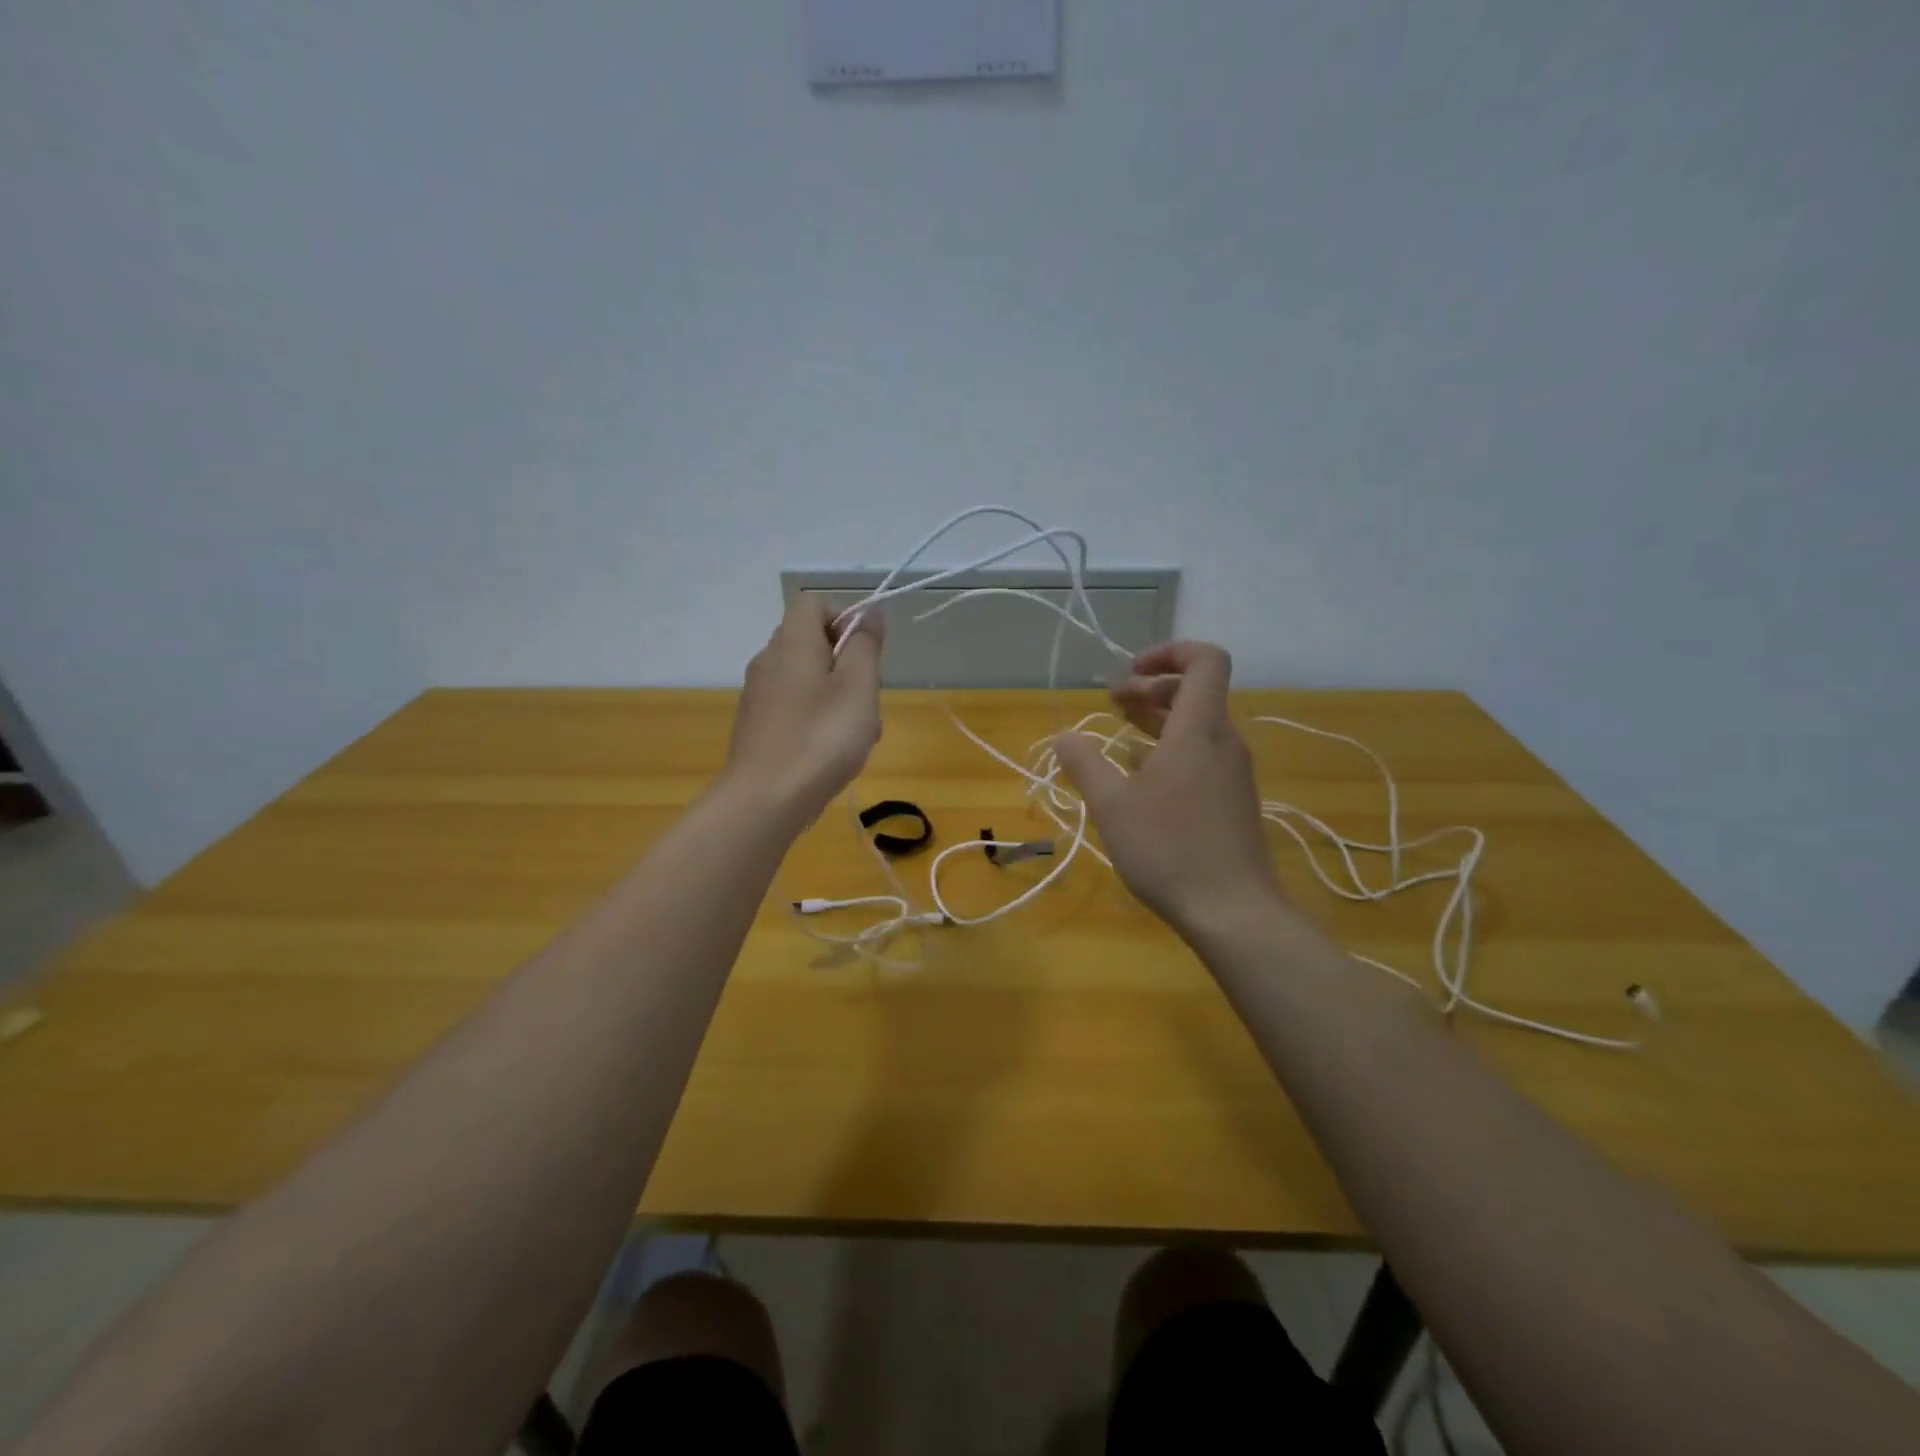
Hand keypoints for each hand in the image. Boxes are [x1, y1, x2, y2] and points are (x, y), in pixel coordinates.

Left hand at [725, 597, 882, 819]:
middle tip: (866, 699)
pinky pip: (794, 706)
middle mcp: (768, 659)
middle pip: (813, 641)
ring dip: (837, 696)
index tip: (866, 652)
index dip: (846, 617)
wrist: (764, 800)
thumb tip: (870, 611)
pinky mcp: (756, 725)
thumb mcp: (859, 687)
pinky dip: (817, 718)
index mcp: (792, 642)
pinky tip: (830, 753)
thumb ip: (865, 644)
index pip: (815, 602)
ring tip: (856, 734)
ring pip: (807, 678)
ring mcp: (758, 694)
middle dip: (847, 664)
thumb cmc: (821, 738)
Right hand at [1052, 641, 1285, 941]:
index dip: (1169, 652)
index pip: (1206, 660)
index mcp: (1199, 730)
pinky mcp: (1232, 798)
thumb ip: (1085, 764)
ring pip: (1198, 725)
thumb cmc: (1169, 850)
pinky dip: (1171, 749)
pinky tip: (1141, 776)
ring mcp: (1232, 772)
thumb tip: (1064, 736)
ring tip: (1119, 733)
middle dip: (1151, 688)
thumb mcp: (1112, 806)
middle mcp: (1223, 741)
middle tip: (1113, 703)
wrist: (1234, 912)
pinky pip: (1202, 754)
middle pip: (1196, 691)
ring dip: (1159, 720)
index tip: (1130, 671)